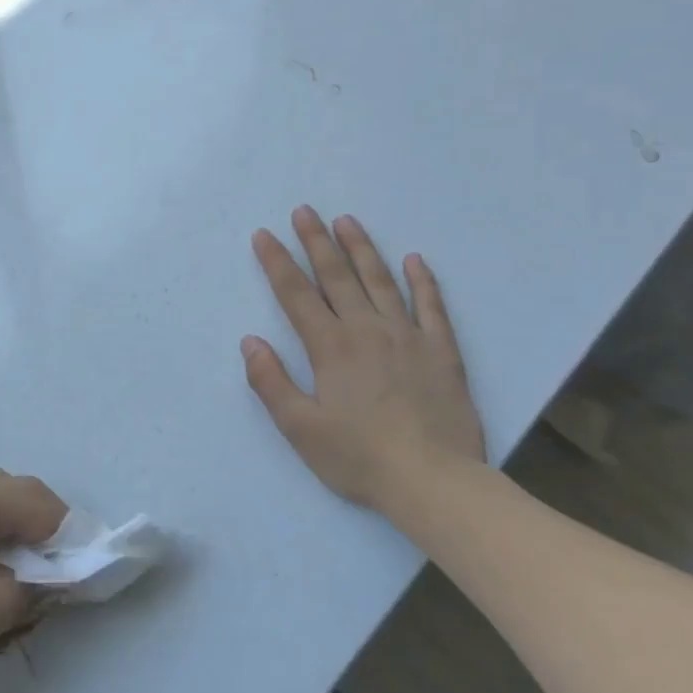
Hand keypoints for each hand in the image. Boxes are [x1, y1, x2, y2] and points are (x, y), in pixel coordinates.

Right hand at [242, 207, 484, 513]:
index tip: (263, 235)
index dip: (277, 262)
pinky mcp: (442, 352)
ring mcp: (408, 337)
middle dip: (316, 241)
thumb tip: (250, 341)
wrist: (434, 481)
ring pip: (381, 281)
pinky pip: (432, 306)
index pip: (296, 295)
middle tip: (304, 210)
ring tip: (346, 220)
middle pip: (336, 276)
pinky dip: (423, 281)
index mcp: (330, 347)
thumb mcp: (299, 428)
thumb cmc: (358, 457)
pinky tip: (414, 260)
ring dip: (361, 249)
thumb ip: (271, 381)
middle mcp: (367, 330)